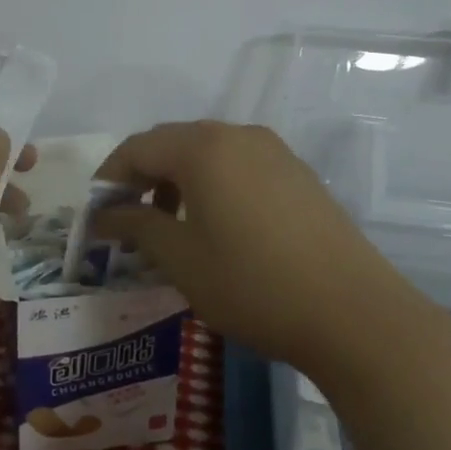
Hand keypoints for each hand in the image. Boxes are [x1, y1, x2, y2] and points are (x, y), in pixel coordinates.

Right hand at [93, 122, 438, 374]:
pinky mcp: (297, 173)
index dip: (108, 179)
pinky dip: (211, 186)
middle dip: (141, 178)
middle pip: (171, 144)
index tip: (95, 215)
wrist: (355, 314)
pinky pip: (238, 165)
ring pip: (206, 153)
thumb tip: (102, 215)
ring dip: (176, 182)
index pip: (137, 148)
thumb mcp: (181, 259)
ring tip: (167, 227)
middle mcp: (237, 135)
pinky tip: (214, 226)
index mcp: (203, 148)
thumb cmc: (253, 284)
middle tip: (126, 221)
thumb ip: (135, 226)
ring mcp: (273, 151)